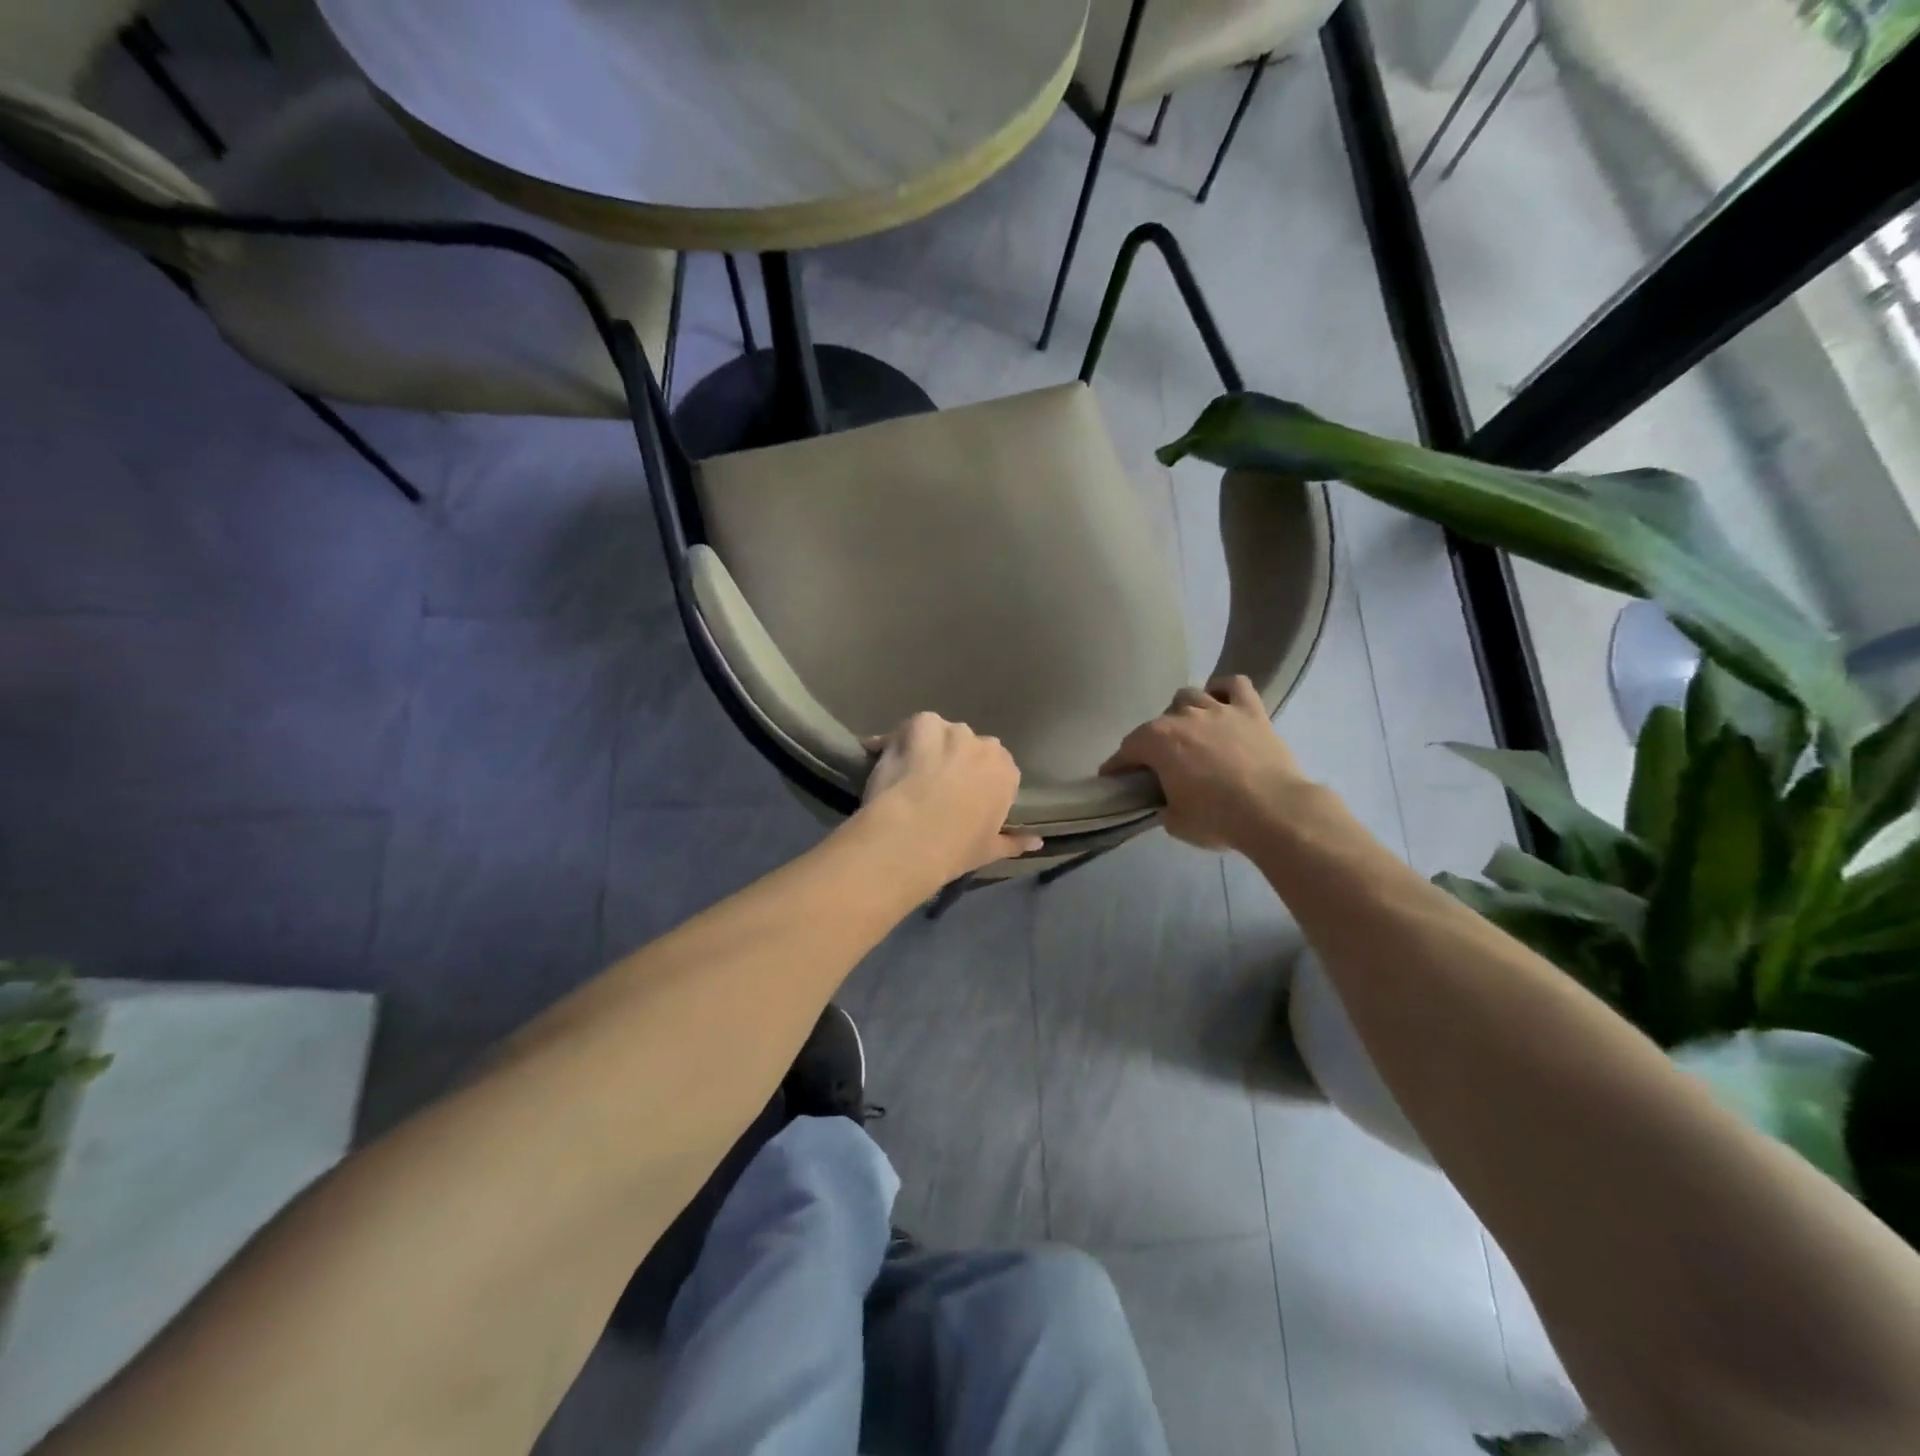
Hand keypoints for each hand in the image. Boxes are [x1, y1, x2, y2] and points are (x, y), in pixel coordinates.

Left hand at [858, 713, 1042, 884]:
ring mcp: (953, 731)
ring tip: (907, 772)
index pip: (997, 769)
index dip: (975, 782)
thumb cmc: (956, 849)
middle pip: (969, 747)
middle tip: (932, 786)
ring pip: (940, 733)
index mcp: (1007, 773)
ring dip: (928, 746)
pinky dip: (899, 738)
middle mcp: (985, 746)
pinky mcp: (921, 724)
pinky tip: (887, 757)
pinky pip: (911, 727)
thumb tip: (1037, 843)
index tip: (960, 799)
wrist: (911, 836)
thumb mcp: (990, 850)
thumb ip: (1015, 842)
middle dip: (954, 761)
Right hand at [1102, 676, 1309, 850]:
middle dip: (1153, 743)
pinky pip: (1234, 685)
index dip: (1117, 766)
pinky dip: (1224, 690)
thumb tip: (1166, 802)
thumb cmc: (1217, 819)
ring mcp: (1218, 709)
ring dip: (1183, 714)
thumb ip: (1163, 805)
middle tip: (1161, 766)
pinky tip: (1221, 703)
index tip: (1113, 779)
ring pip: (1189, 697)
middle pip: (1157, 723)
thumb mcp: (1176, 822)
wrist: (1275, 812)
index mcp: (1157, 741)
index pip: (1127, 750)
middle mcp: (1183, 717)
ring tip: (1190, 733)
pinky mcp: (1252, 711)